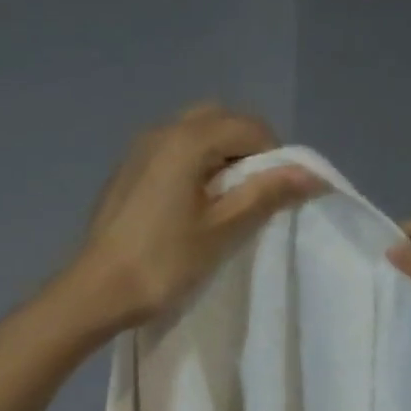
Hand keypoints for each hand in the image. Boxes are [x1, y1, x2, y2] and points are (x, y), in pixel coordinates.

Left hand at [61, 103, 323, 330]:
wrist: (98, 290)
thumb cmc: (164, 262)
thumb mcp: (222, 230)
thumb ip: (265, 194)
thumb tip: (312, 174)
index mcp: (187, 140)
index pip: (249, 126)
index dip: (275, 156)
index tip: (278, 195)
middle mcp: (162, 130)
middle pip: (220, 119)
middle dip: (247, 149)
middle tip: (255, 195)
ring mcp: (140, 148)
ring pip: (195, 133)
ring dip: (221, 156)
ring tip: (227, 202)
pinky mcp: (128, 170)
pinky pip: (173, 150)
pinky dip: (195, 164)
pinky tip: (194, 205)